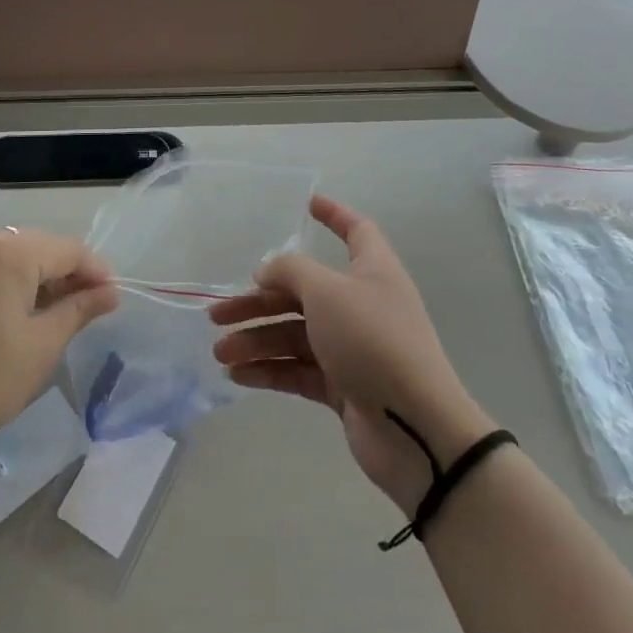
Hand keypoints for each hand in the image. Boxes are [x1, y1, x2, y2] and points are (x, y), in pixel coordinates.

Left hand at [0, 228, 118, 467]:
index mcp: (10, 251)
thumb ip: (77, 311)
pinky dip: (12, 282)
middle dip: (69, 275)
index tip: (113, 301)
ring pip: (16, 255)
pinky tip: (19, 313)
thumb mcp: (39, 349)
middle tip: (90, 311)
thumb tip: (109, 292)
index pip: (69, 250)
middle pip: (42, 247)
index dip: (95, 273)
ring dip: (40, 279)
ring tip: (57, 315)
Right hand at [209, 196, 493, 515]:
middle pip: (303, 291)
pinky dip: (270, 369)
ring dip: (256, 340)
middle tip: (217, 314)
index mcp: (372, 271)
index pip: (356, 231)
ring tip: (220, 353)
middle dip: (259, 301)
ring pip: (296, 335)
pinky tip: (238, 375)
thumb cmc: (373, 341)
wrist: (416, 428)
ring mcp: (353, 348)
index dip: (334, 214)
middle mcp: (362, 305)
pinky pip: (299, 369)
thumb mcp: (327, 292)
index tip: (307, 204)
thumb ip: (290, 271)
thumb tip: (266, 271)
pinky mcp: (344, 387)